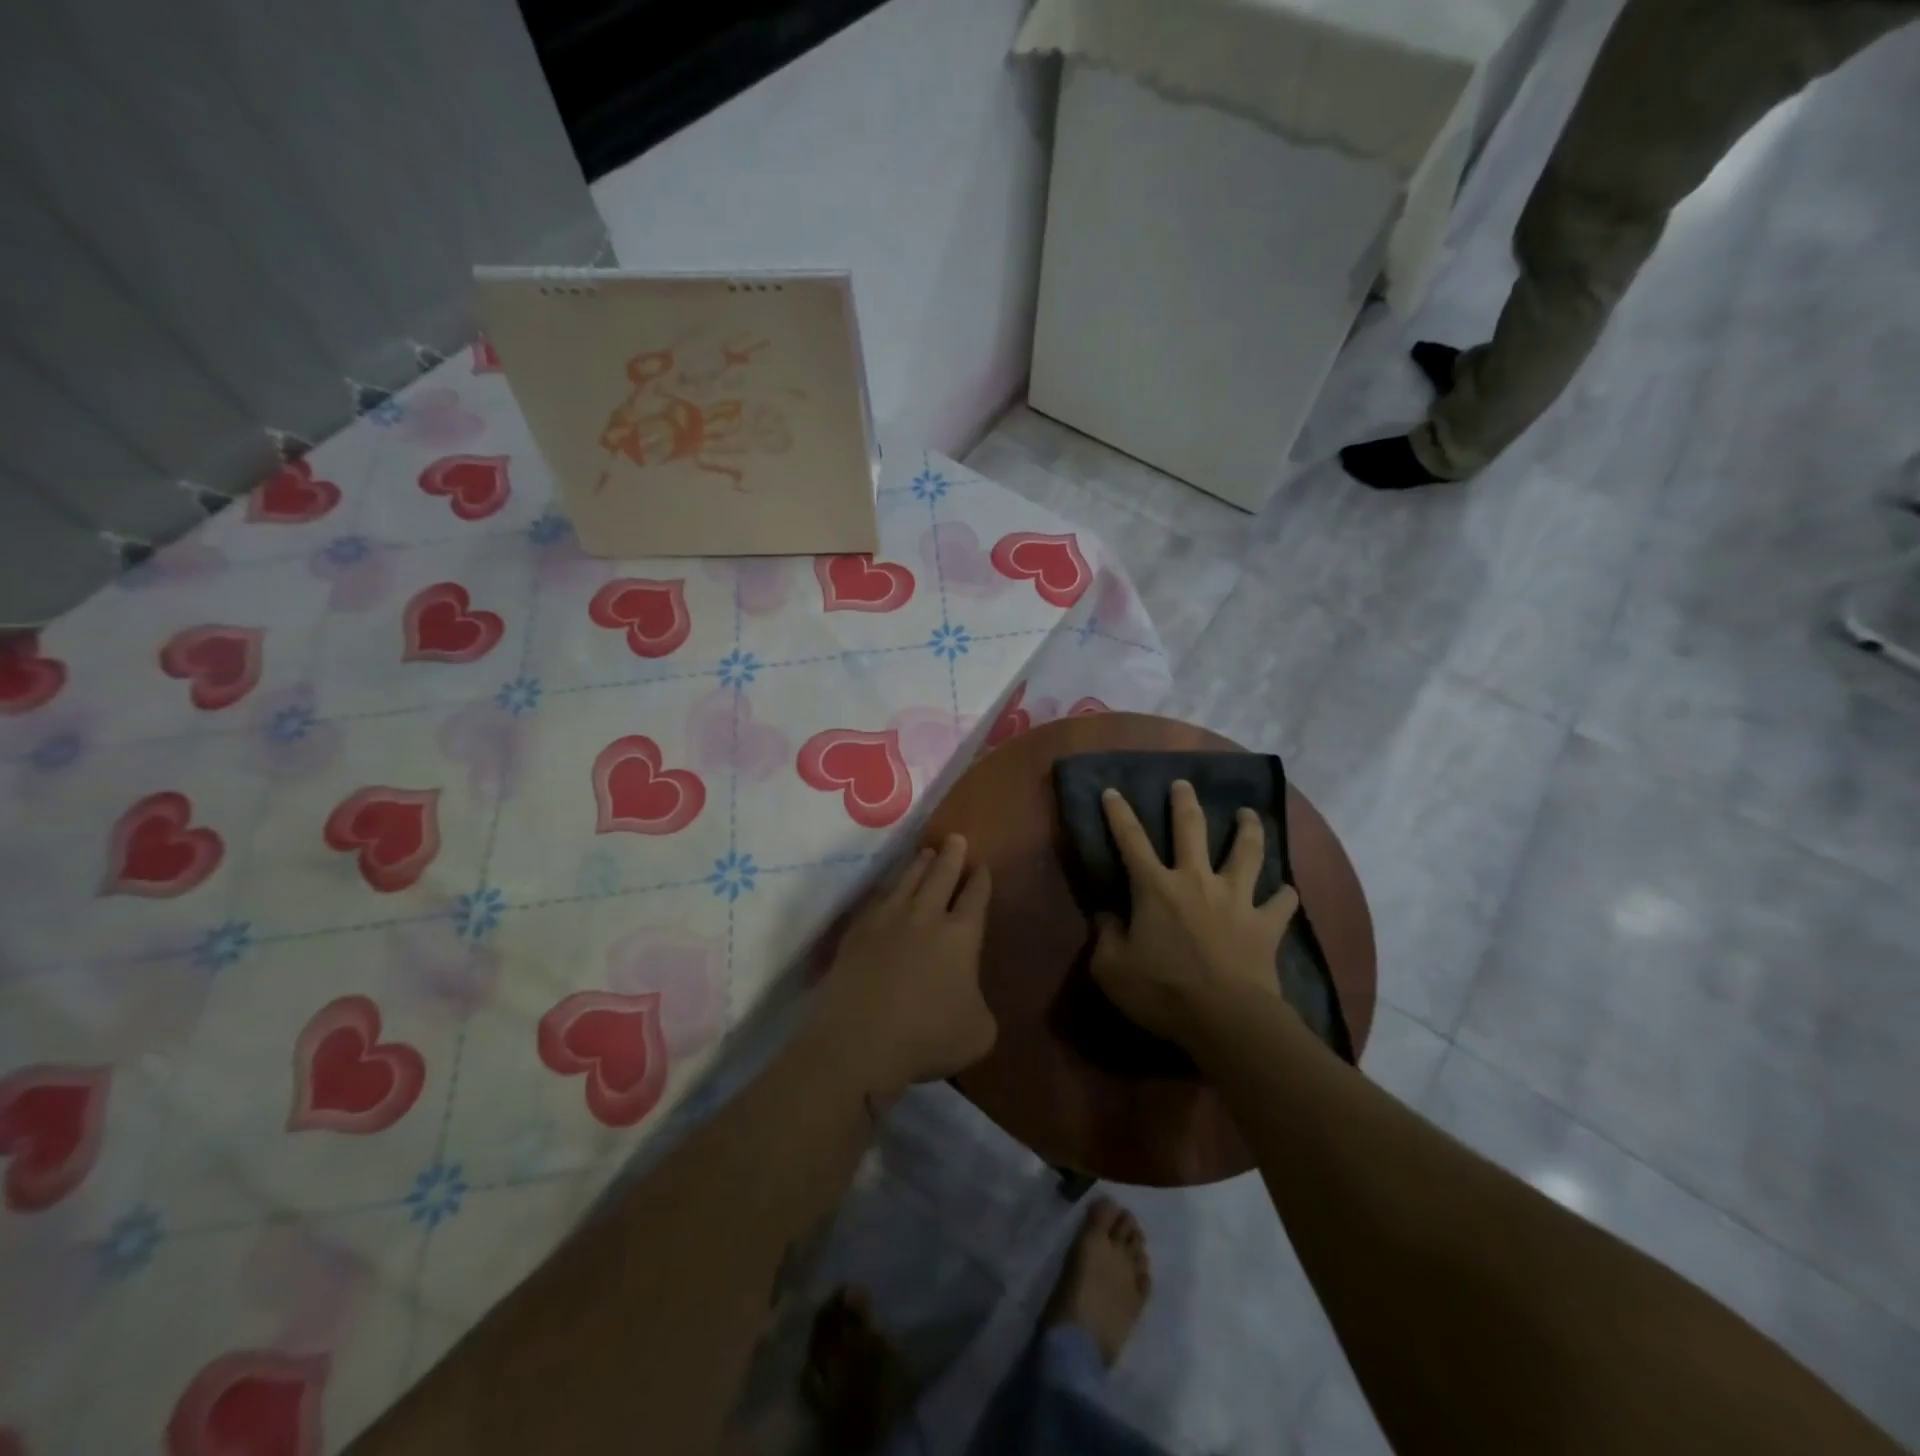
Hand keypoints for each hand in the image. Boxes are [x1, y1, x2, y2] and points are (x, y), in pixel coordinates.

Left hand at [821, 834, 995, 1091]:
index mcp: (961, 935)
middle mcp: (925, 916)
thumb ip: (980, 1005)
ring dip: (919, 865)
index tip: (982, 867)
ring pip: (907, 880)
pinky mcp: (857, 932)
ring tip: (926, 853)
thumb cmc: (927, 1037)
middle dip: (952, 856)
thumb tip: (969, 996)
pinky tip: (888, 889)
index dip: (981, 881)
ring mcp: (887, 920)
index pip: (976, 898)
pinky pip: (877, 900)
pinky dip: (887, 889)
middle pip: (941, 876)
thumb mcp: (978, 1032)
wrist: (860, 1040)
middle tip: (955, 838)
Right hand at [1090, 781, 1298, 1046]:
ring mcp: (1235, 899)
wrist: (1226, 1019)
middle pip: (1191, 829)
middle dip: (1185, 803)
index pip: (1131, 840)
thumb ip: (1105, 937)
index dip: (1119, 814)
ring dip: (1248, 830)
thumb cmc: (1163, 992)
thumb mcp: (1112, 969)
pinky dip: (1285, 896)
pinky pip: (1281, 903)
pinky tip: (1288, 892)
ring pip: (1245, 853)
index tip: (1113, 791)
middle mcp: (1196, 881)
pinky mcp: (1265, 924)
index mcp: (1155, 887)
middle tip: (1184, 784)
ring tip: (1249, 815)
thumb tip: (1106, 916)